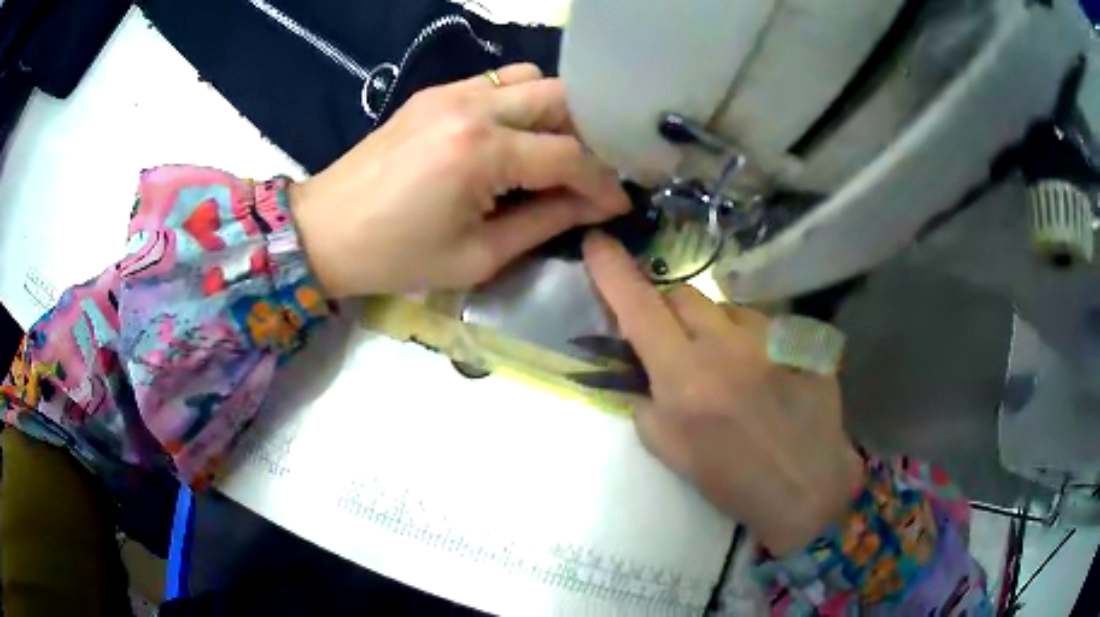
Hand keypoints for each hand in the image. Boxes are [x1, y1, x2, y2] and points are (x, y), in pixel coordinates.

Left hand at [290, 64, 629, 297]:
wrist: (323, 230)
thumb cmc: (395, 257)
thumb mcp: (478, 255)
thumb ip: (546, 222)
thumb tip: (594, 206)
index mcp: (480, 152)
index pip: (569, 155)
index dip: (603, 182)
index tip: (618, 203)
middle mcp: (472, 106)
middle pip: (560, 98)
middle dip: (588, 134)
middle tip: (589, 172)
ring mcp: (451, 91)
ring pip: (531, 79)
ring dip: (554, 111)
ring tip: (553, 151)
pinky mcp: (434, 91)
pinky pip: (497, 82)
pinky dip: (521, 103)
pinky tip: (514, 137)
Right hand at [582, 232, 864, 555]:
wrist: (806, 488)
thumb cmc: (732, 480)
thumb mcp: (669, 451)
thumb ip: (645, 400)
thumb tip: (642, 367)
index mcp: (686, 377)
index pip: (639, 307)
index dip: (612, 271)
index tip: (597, 242)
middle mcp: (727, 344)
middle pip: (682, 293)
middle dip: (666, 309)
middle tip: (672, 342)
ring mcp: (770, 336)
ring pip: (724, 307)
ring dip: (712, 327)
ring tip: (727, 367)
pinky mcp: (799, 339)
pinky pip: (761, 322)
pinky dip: (749, 339)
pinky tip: (762, 372)